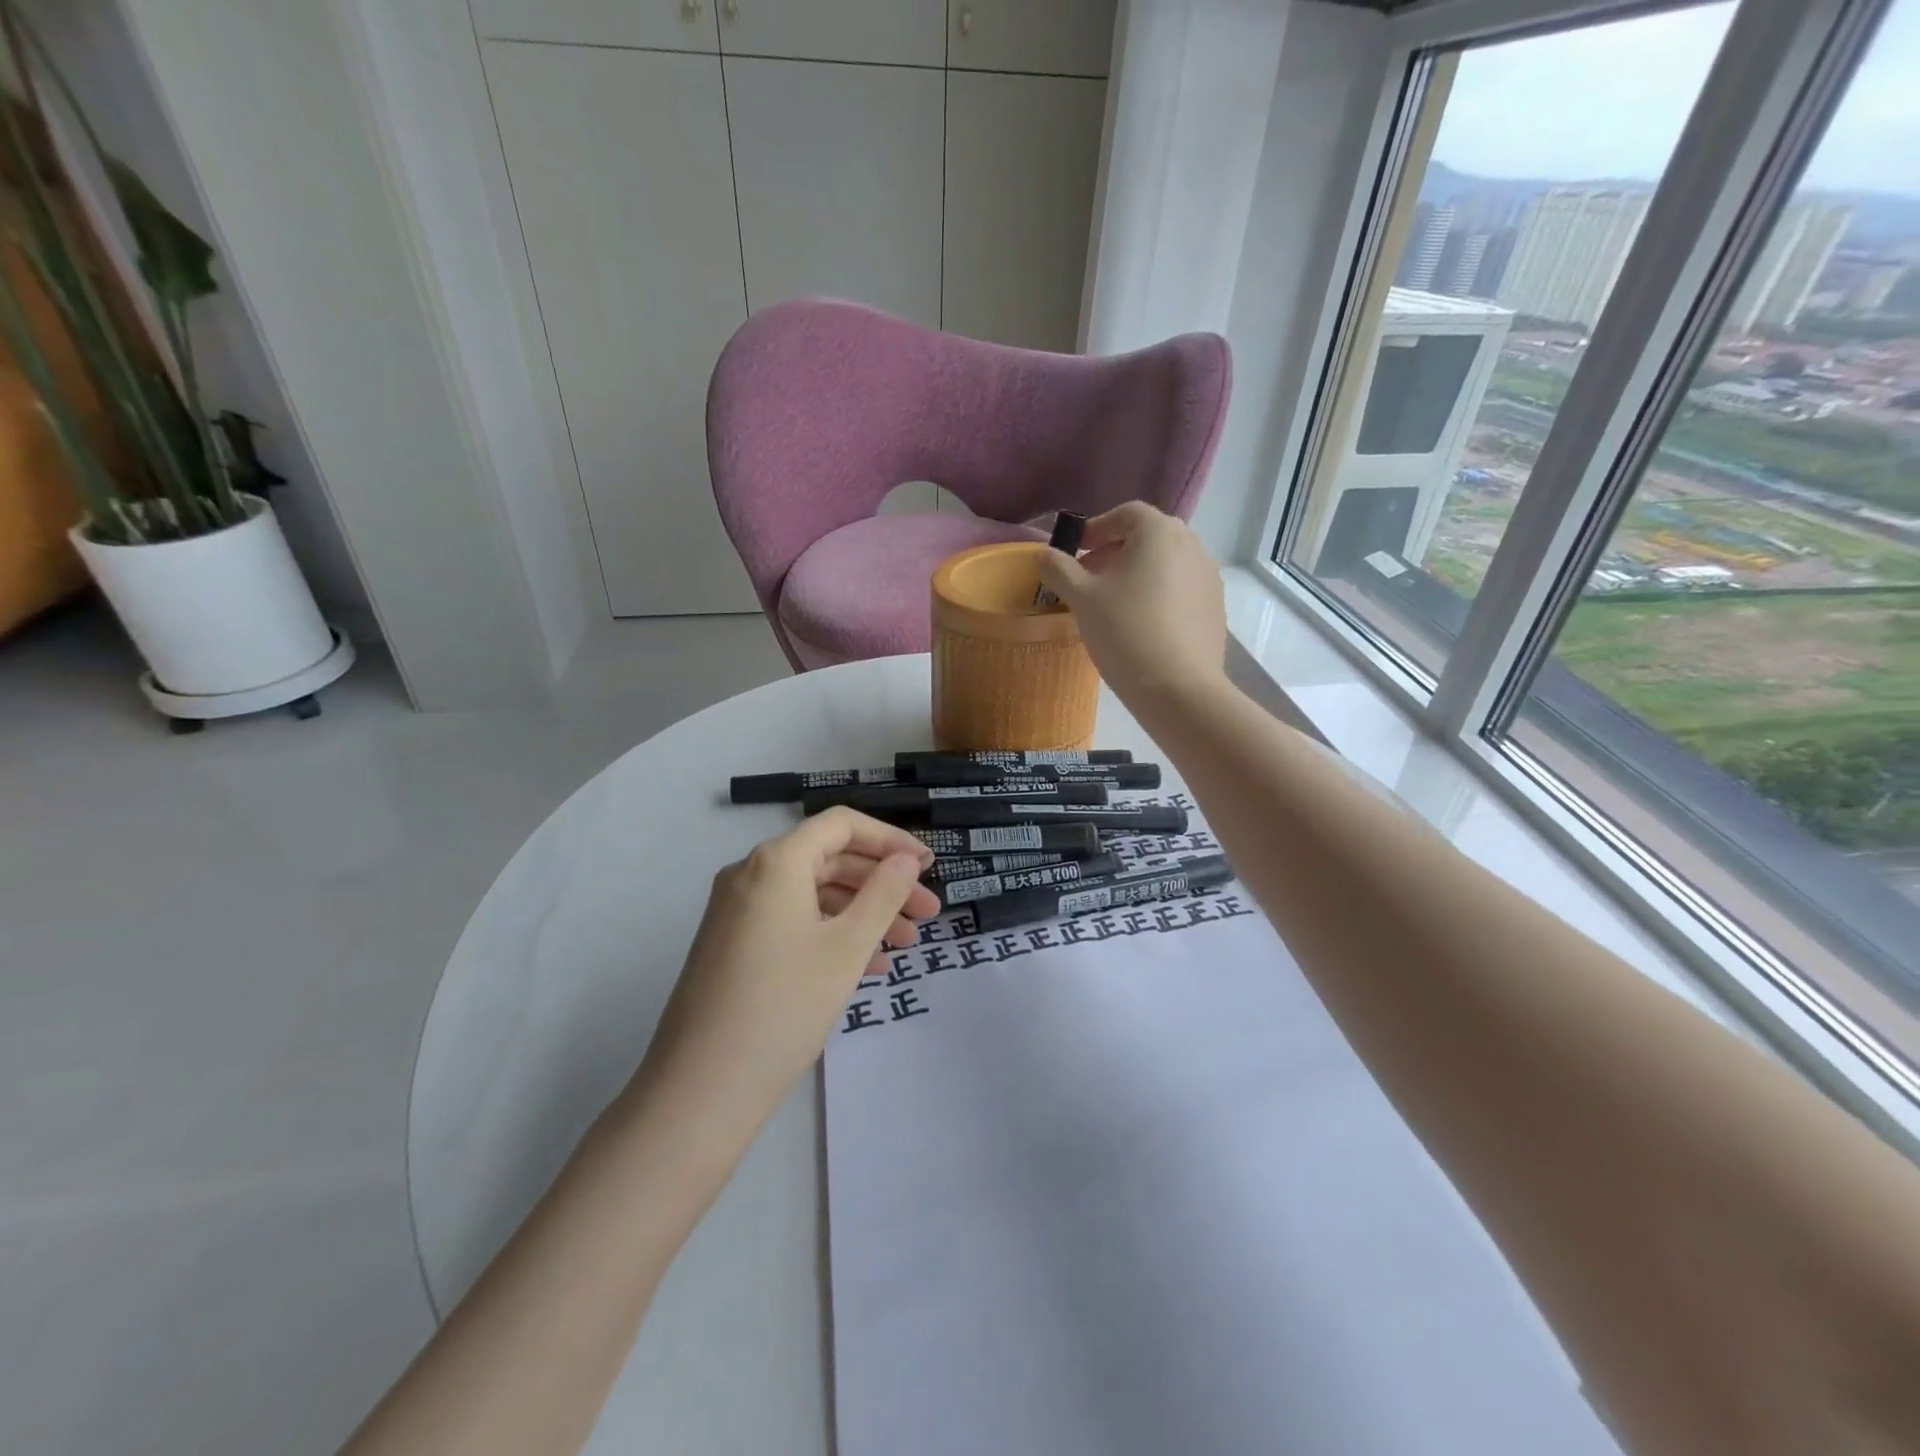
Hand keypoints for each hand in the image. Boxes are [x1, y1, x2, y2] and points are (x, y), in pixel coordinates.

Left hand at [634, 808, 938, 1128]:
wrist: (700, 1089)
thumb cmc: (784, 1006)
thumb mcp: (846, 947)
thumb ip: (884, 894)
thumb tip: (906, 859)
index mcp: (776, 861)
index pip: (842, 825)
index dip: (891, 840)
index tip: (929, 867)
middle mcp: (750, 874)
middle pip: (829, 859)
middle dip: (883, 883)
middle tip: (927, 914)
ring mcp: (737, 911)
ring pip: (813, 894)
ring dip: (862, 913)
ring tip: (904, 946)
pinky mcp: (733, 944)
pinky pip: (792, 921)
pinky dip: (832, 934)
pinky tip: (867, 966)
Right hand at [1036, 502, 1228, 704]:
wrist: (1178, 689)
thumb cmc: (1126, 632)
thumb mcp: (1082, 599)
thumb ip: (1060, 570)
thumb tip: (1044, 555)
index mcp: (1159, 533)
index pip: (1127, 514)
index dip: (1097, 528)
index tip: (1076, 551)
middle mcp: (1191, 545)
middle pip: (1149, 537)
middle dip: (1116, 551)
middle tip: (1090, 578)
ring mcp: (1208, 577)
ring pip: (1166, 563)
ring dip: (1138, 573)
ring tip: (1113, 603)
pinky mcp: (1215, 608)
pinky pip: (1181, 589)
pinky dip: (1158, 594)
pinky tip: (1140, 625)